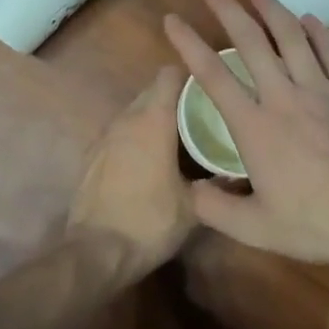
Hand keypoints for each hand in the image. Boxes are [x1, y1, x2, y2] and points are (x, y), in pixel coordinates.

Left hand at [67, 67, 195, 276]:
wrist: (95, 253)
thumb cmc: (149, 222)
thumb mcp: (193, 207)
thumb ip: (216, 183)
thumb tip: (237, 172)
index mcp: (153, 120)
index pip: (169, 75)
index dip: (190, 77)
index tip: (209, 90)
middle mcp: (126, 119)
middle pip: (151, 91)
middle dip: (174, 98)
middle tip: (199, 116)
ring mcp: (104, 136)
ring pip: (134, 112)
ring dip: (153, 119)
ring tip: (177, 139)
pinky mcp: (91, 156)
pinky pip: (119, 133)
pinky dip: (135, 138)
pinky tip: (148, 162)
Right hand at [163, 0, 328, 280]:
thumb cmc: (317, 223)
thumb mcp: (256, 229)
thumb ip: (215, 209)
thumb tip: (189, 188)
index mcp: (255, 126)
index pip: (213, 75)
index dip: (188, 44)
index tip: (172, 19)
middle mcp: (284, 96)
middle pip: (250, 42)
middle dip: (228, 10)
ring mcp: (321, 90)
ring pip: (292, 38)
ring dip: (273, 9)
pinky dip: (319, 32)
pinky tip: (310, 19)